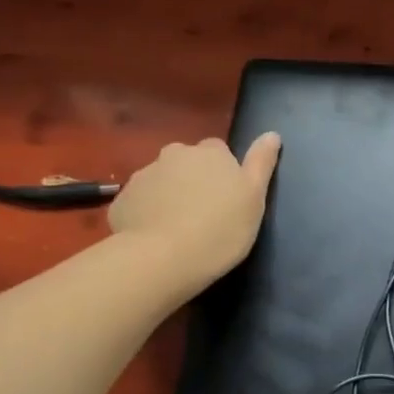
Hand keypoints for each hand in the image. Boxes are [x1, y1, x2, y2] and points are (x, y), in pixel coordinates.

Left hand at [110, 134, 281, 289]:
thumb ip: (262, 162)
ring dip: (169, 195)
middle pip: (186, 162)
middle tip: (204, 212)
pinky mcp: (121, 201)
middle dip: (193, 179)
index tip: (228, 196)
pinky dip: (147, 213)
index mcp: (210, 152)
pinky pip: (140, 202)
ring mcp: (144, 176)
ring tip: (178, 228)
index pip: (218, 150)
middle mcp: (175, 155)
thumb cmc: (221, 227)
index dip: (223, 172)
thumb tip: (272, 134)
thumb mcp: (254, 197)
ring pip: (161, 181)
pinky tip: (156, 237)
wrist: (163, 259)